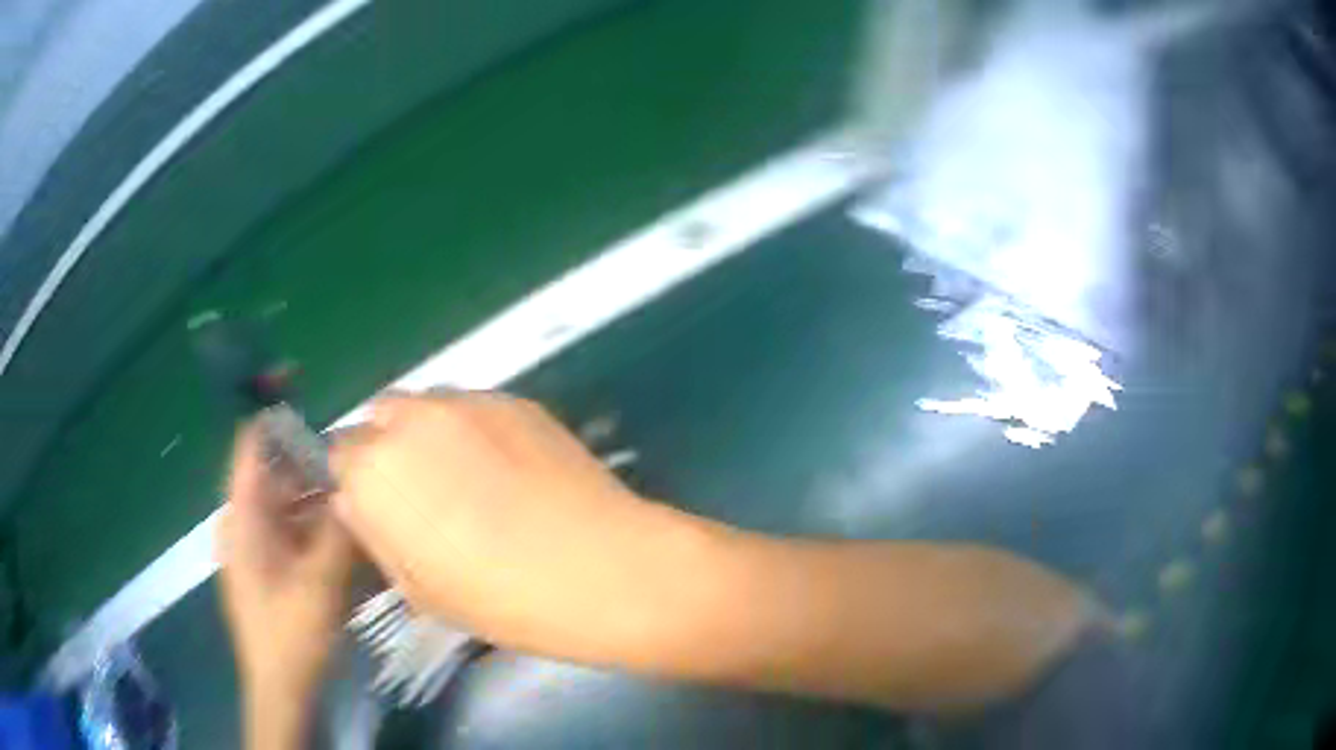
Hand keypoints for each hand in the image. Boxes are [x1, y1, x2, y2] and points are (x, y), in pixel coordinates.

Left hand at [217, 421, 353, 710]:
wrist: (281, 689)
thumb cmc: (291, 636)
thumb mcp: (320, 584)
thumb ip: (339, 529)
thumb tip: (357, 481)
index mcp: (243, 517)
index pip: (251, 444)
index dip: (271, 407)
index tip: (300, 378)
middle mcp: (246, 521)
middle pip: (277, 471)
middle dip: (313, 461)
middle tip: (356, 459)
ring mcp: (258, 545)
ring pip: (290, 502)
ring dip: (322, 497)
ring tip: (360, 496)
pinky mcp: (271, 565)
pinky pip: (295, 530)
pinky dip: (319, 526)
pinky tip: (349, 536)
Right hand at [329, 392, 695, 659]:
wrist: (600, 569)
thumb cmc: (501, 599)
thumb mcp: (418, 589)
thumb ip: (374, 534)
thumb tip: (355, 501)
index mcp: (373, 471)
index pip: (339, 455)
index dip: (357, 481)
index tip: (378, 505)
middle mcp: (410, 420)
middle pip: (379, 417)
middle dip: (387, 448)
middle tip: (421, 490)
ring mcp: (466, 402)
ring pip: (425, 405)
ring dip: (428, 433)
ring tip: (467, 475)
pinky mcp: (514, 398)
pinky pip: (473, 407)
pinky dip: (473, 429)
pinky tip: (509, 467)